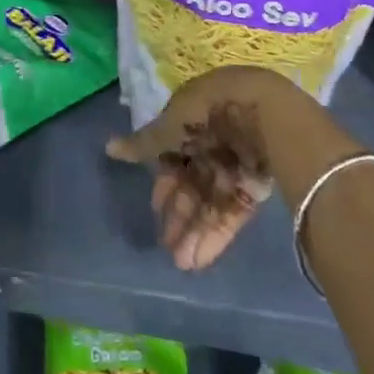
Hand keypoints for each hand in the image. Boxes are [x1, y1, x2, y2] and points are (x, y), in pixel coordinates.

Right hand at [106, 67, 295, 270]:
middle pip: (192, 182)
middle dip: (179, 212)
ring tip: (181, 261)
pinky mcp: (255, 186)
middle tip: (165, 242)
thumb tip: (108, 148)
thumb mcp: (172, 124)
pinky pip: (232, 211)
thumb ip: (145, 143)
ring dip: (195, 230)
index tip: (155, 205)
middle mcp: (213, 142)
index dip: (165, 181)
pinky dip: (216, 233)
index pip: (174, 154)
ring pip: (210, 201)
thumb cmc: (210, 111)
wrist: (265, 113)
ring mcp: (236, 165)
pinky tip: (200, 257)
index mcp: (193, 119)